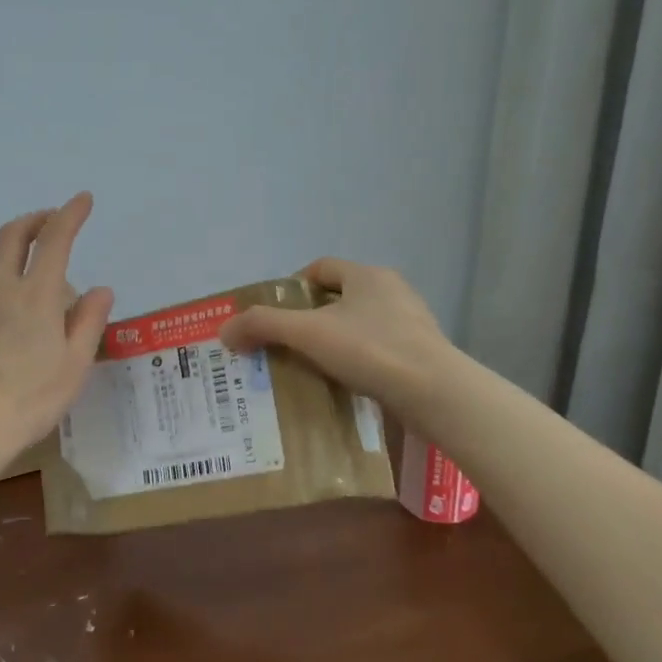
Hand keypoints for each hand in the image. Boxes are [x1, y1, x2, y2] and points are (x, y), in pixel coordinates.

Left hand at [0, 192, 114, 466]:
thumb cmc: (30, 400)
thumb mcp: (74, 365)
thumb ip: (88, 321)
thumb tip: (101, 289)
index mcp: (35, 295)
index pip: (55, 239)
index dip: (70, 214)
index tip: (82, 199)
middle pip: (12, 235)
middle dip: (35, 219)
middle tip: (50, 219)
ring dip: (10, 242)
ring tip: (25, 253)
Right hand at [219, 258, 451, 411]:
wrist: (436, 393)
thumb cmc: (371, 350)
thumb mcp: (308, 333)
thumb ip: (263, 326)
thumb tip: (225, 330)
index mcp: (367, 276)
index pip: (320, 268)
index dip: (292, 287)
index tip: (274, 315)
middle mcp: (392, 291)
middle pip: (338, 298)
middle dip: (309, 319)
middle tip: (284, 344)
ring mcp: (411, 323)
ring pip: (358, 326)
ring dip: (332, 343)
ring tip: (308, 368)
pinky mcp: (421, 354)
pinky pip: (377, 351)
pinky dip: (355, 363)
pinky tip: (342, 385)